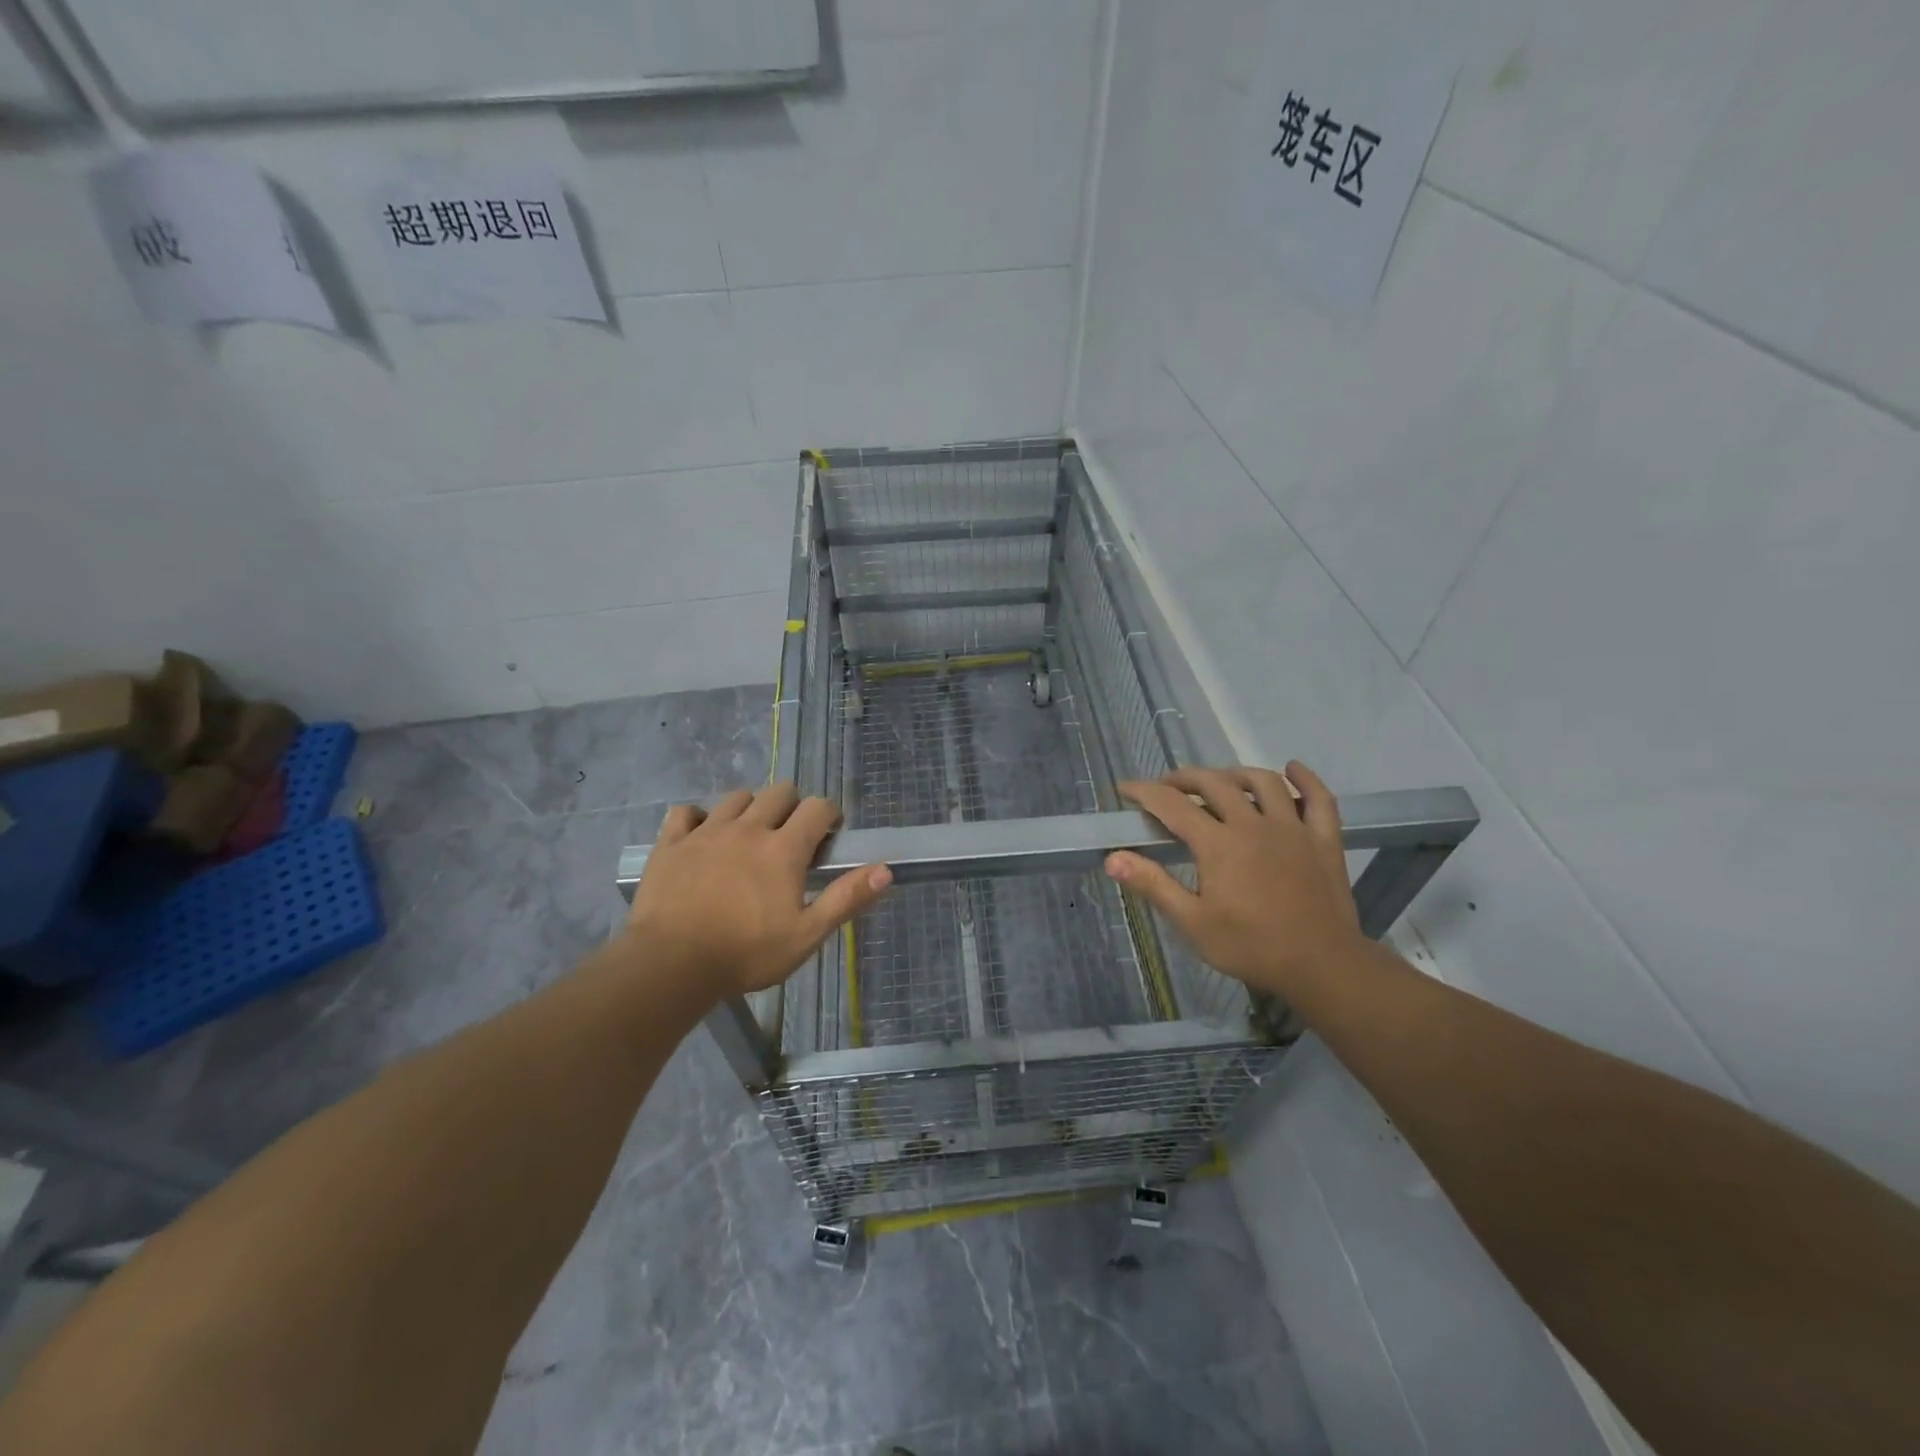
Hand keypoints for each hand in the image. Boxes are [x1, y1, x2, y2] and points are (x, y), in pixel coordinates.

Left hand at [623, 783, 891, 997]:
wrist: (670, 964)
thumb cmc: (746, 953)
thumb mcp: (806, 935)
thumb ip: (846, 899)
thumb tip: (886, 870)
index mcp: (783, 848)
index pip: (818, 807)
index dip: (829, 814)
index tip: (829, 834)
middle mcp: (748, 828)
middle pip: (779, 792)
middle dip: (792, 805)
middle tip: (791, 836)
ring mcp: (706, 831)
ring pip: (737, 797)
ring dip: (750, 808)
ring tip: (749, 836)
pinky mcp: (672, 843)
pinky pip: (686, 812)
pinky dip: (698, 818)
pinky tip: (700, 836)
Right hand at [1105, 763, 1361, 1000]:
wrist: (1322, 966)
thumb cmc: (1251, 947)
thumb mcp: (1192, 923)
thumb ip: (1153, 885)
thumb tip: (1113, 859)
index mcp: (1218, 843)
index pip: (1172, 805)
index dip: (1144, 792)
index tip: (1126, 789)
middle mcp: (1254, 824)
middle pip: (1215, 783)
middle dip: (1184, 778)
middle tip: (1167, 787)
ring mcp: (1293, 828)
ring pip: (1263, 782)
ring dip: (1235, 773)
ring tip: (1219, 781)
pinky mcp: (1324, 840)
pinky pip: (1319, 798)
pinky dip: (1305, 779)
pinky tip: (1292, 769)